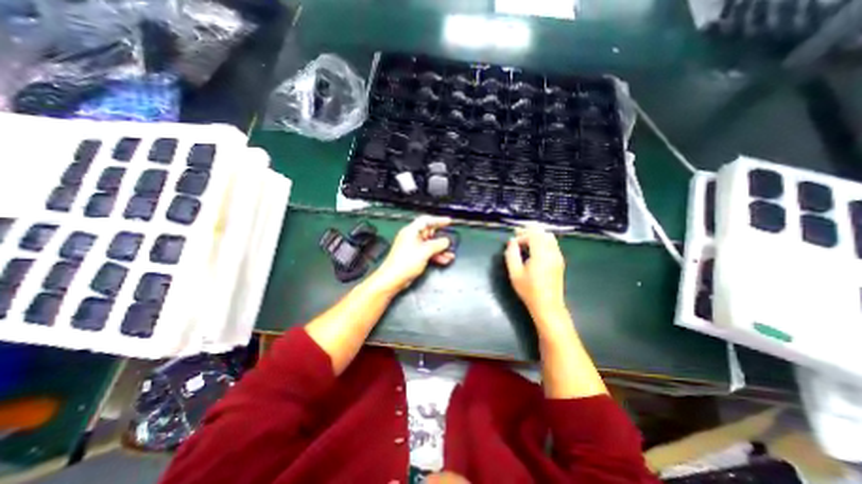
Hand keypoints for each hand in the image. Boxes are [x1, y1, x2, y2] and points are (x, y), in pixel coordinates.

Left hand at [369, 216, 453, 295]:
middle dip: (441, 238)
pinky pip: (428, 252)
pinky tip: (444, 260)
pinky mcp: (414, 256)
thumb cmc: (405, 262)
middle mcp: (411, 237)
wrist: (393, 278)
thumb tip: (446, 241)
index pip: (426, 220)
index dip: (438, 220)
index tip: (448, 221)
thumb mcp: (425, 251)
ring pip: (430, 244)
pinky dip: (436, 255)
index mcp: (411, 231)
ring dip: (441, 249)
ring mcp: (413, 247)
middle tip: (451, 240)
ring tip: (450, 254)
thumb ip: (438, 244)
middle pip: (429, 233)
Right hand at [507, 227, 567, 317]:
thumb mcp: (515, 273)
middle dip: (529, 231)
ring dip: (537, 235)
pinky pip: (552, 243)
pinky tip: (534, 247)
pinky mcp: (559, 261)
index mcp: (541, 254)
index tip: (512, 243)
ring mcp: (558, 256)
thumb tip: (511, 242)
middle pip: (542, 233)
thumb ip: (511, 254)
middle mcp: (552, 252)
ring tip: (525, 239)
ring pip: (549, 237)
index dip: (521, 236)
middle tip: (517, 233)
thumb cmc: (529, 290)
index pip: (533, 235)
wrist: (548, 305)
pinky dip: (543, 240)